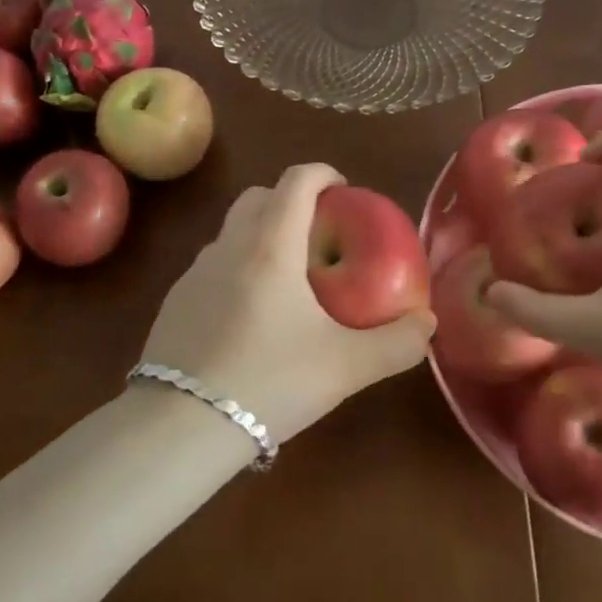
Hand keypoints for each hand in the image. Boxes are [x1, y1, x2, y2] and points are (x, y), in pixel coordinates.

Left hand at [139, 163, 436, 443]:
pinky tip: (251, 316)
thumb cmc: (269, 382)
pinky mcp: (175, 301)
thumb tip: (426, 324)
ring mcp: (195, 272)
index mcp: (271, 246)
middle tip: (320, 233)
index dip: (324, 174)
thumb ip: (396, 344)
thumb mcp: (346, 367)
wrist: (180, 427)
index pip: (296, 181)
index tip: (345, 189)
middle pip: (259, 196)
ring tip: (289, 279)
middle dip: (291, 200)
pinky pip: (213, 265)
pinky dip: (238, 268)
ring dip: (262, 234)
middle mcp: (229, 246)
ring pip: (232, 231)